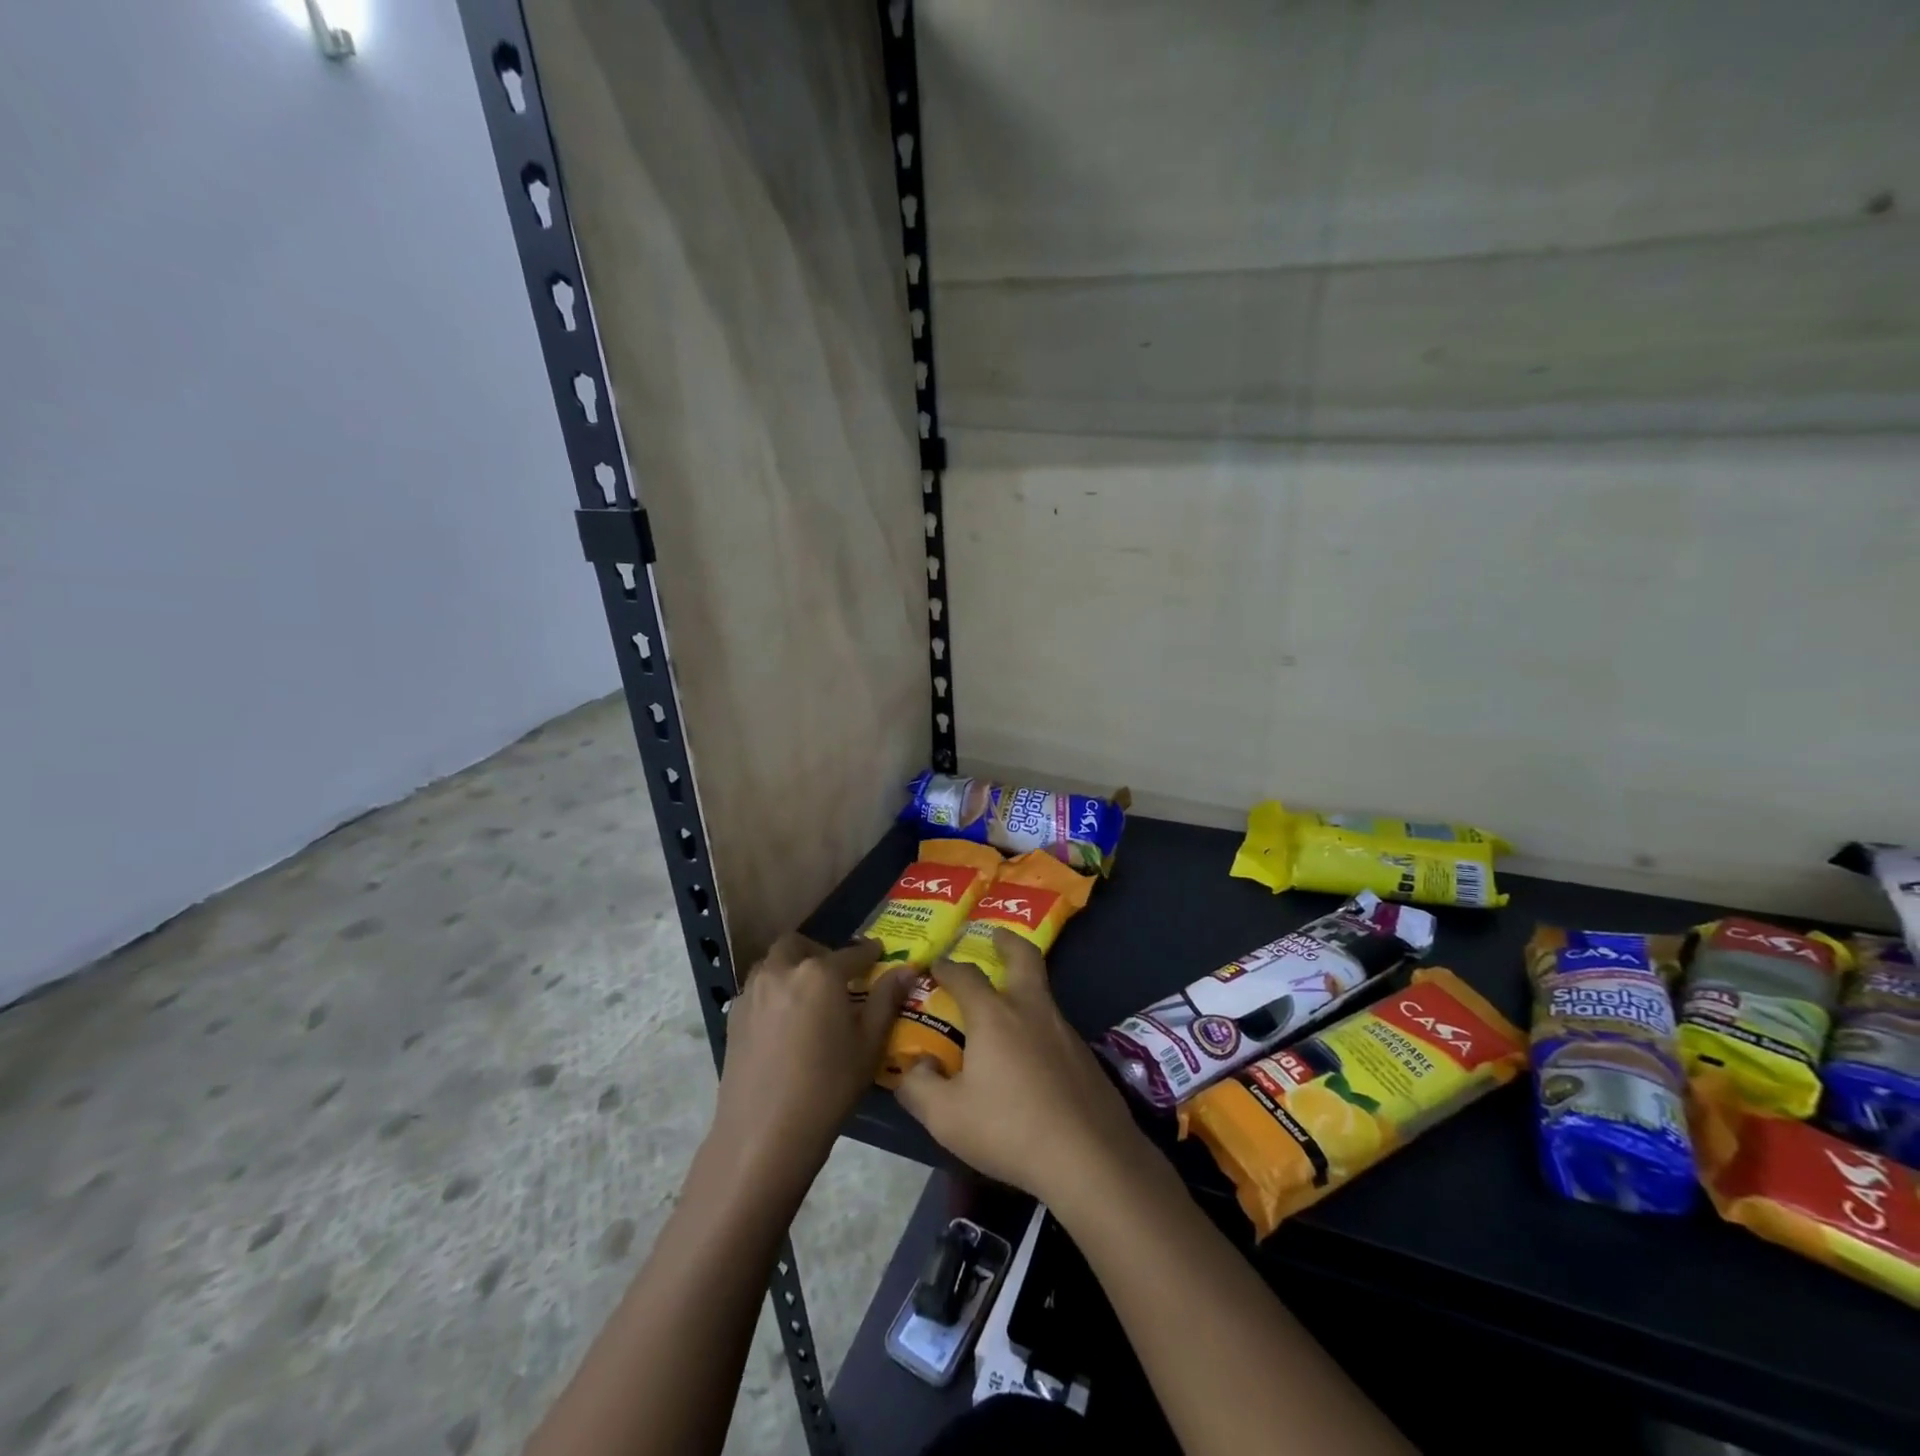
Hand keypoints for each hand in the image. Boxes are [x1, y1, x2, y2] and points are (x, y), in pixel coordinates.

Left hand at [711, 933, 912, 1187]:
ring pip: (773, 963)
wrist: (764, 1135)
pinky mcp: (733, 1016)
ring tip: (809, 996)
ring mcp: (752, 992)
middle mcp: (782, 970)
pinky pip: (757, 988)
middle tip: (836, 975)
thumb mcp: (869, 1044)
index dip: (869, 953)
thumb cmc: (828, 1088)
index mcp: (819, 973)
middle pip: (800, 945)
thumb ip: (886, 999)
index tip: (879, 953)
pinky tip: (784, 1021)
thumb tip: (906, 969)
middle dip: (819, 951)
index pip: (852, 953)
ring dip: (792, 967)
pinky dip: (773, 991)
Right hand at [893, 930, 1144, 1206]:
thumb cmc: (1010, 1128)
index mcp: (994, 1016)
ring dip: (1024, 986)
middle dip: (1008, 942)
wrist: (1090, 1158)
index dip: (948, 967)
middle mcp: (1032, 1011)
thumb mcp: (946, 1117)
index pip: (966, 976)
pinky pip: (1055, 1028)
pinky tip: (1032, 1058)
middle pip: (1024, 959)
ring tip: (1007, 1007)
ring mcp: (1064, 1032)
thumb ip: (919, 1088)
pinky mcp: (1086, 1057)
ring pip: (1042, 994)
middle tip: (996, 934)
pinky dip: (1039, 1026)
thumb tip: (915, 1067)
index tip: (936, 963)